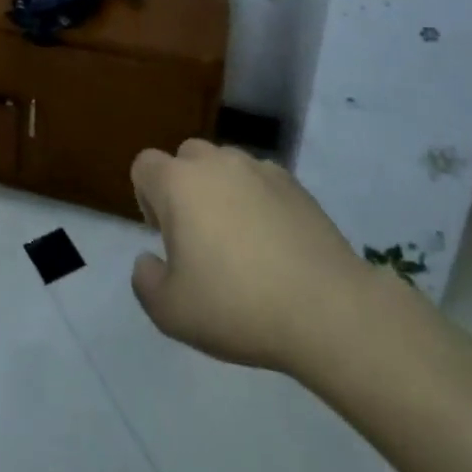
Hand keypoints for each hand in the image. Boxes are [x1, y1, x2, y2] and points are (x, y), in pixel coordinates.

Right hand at [130, 139, 379, 379]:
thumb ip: (145, 281)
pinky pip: (261, 180)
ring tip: (241, 240)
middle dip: (185, 188)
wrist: (327, 310)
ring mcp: (257, 168)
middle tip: (200, 237)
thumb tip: (149, 259)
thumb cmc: (238, 307)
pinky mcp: (293, 183)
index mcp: (177, 183)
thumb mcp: (171, 313)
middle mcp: (214, 162)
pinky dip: (259, 200)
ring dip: (222, 190)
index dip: (146, 197)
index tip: (166, 236)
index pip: (144, 165)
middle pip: (185, 158)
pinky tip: (275, 242)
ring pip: (225, 165)